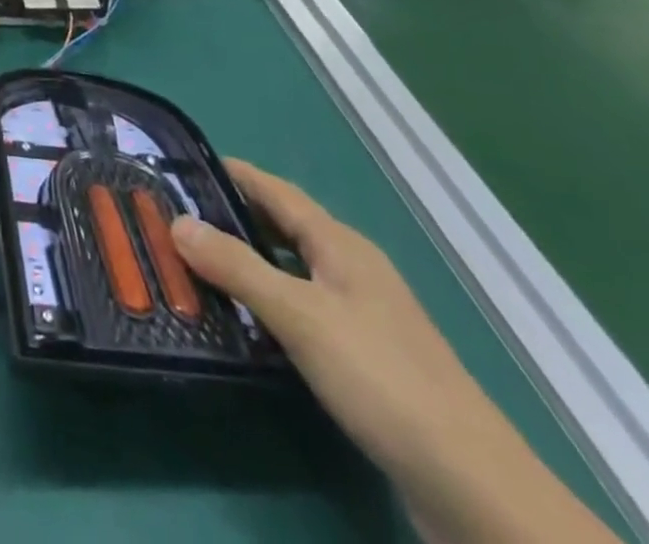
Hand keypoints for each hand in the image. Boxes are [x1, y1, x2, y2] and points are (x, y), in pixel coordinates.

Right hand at [169, 162, 619, 543]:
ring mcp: (362, 316)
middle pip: (283, 228)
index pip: (277, 192)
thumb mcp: (299, 316)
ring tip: (196, 263)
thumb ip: (237, 267)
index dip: (233, 174)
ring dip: (247, 261)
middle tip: (177, 216)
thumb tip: (177, 221)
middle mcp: (351, 270)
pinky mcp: (365, 358)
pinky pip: (302, 308)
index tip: (183, 164)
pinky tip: (244, 321)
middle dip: (233, 216)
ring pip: (291, 270)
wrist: (471, 486)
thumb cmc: (381, 378)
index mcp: (341, 246)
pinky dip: (267, 301)